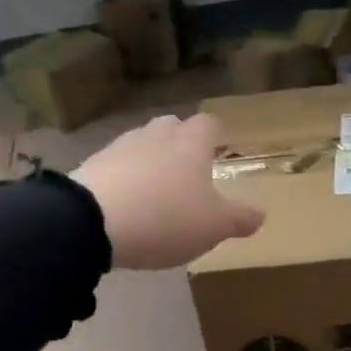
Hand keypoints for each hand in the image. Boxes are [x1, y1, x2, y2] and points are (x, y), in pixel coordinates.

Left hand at [71, 114, 264, 269]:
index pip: (209, 124)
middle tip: (188, 169)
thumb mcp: (215, 225)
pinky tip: (125, 205)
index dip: (216, 135)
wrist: (92, 222)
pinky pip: (115, 166)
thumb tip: (260, 214)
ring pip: (141, 144)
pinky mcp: (91, 166)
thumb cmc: (166, 217)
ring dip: (150, 161)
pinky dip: (124, 179)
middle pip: (172, 126)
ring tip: (155, 191)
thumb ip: (240, 218)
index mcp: (191, 143)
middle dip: (180, 142)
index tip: (219, 148)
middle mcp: (156, 135)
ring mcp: (119, 147)